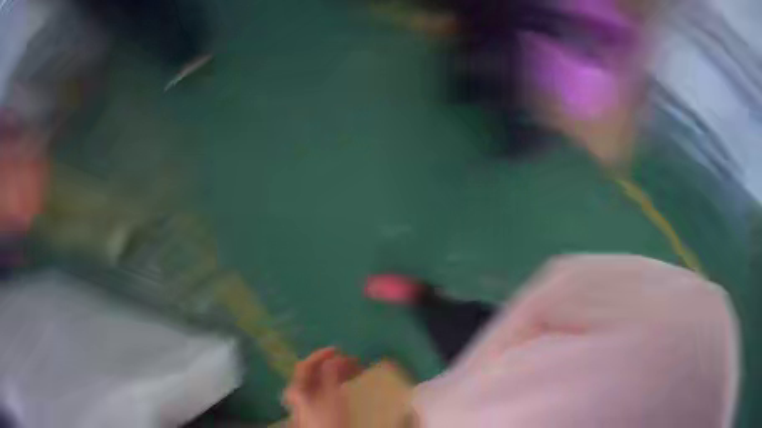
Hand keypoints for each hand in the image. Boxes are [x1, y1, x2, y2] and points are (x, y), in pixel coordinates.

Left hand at [283, 347, 361, 427]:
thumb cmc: (328, 418)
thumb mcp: (331, 395)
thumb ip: (330, 375)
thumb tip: (333, 359)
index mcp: (297, 387)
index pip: (306, 365)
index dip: (320, 355)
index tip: (338, 349)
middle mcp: (299, 391)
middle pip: (315, 372)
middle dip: (333, 364)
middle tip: (352, 359)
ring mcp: (308, 400)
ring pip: (322, 380)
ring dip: (337, 372)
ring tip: (356, 368)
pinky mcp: (317, 407)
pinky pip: (326, 388)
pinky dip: (337, 381)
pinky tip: (350, 379)